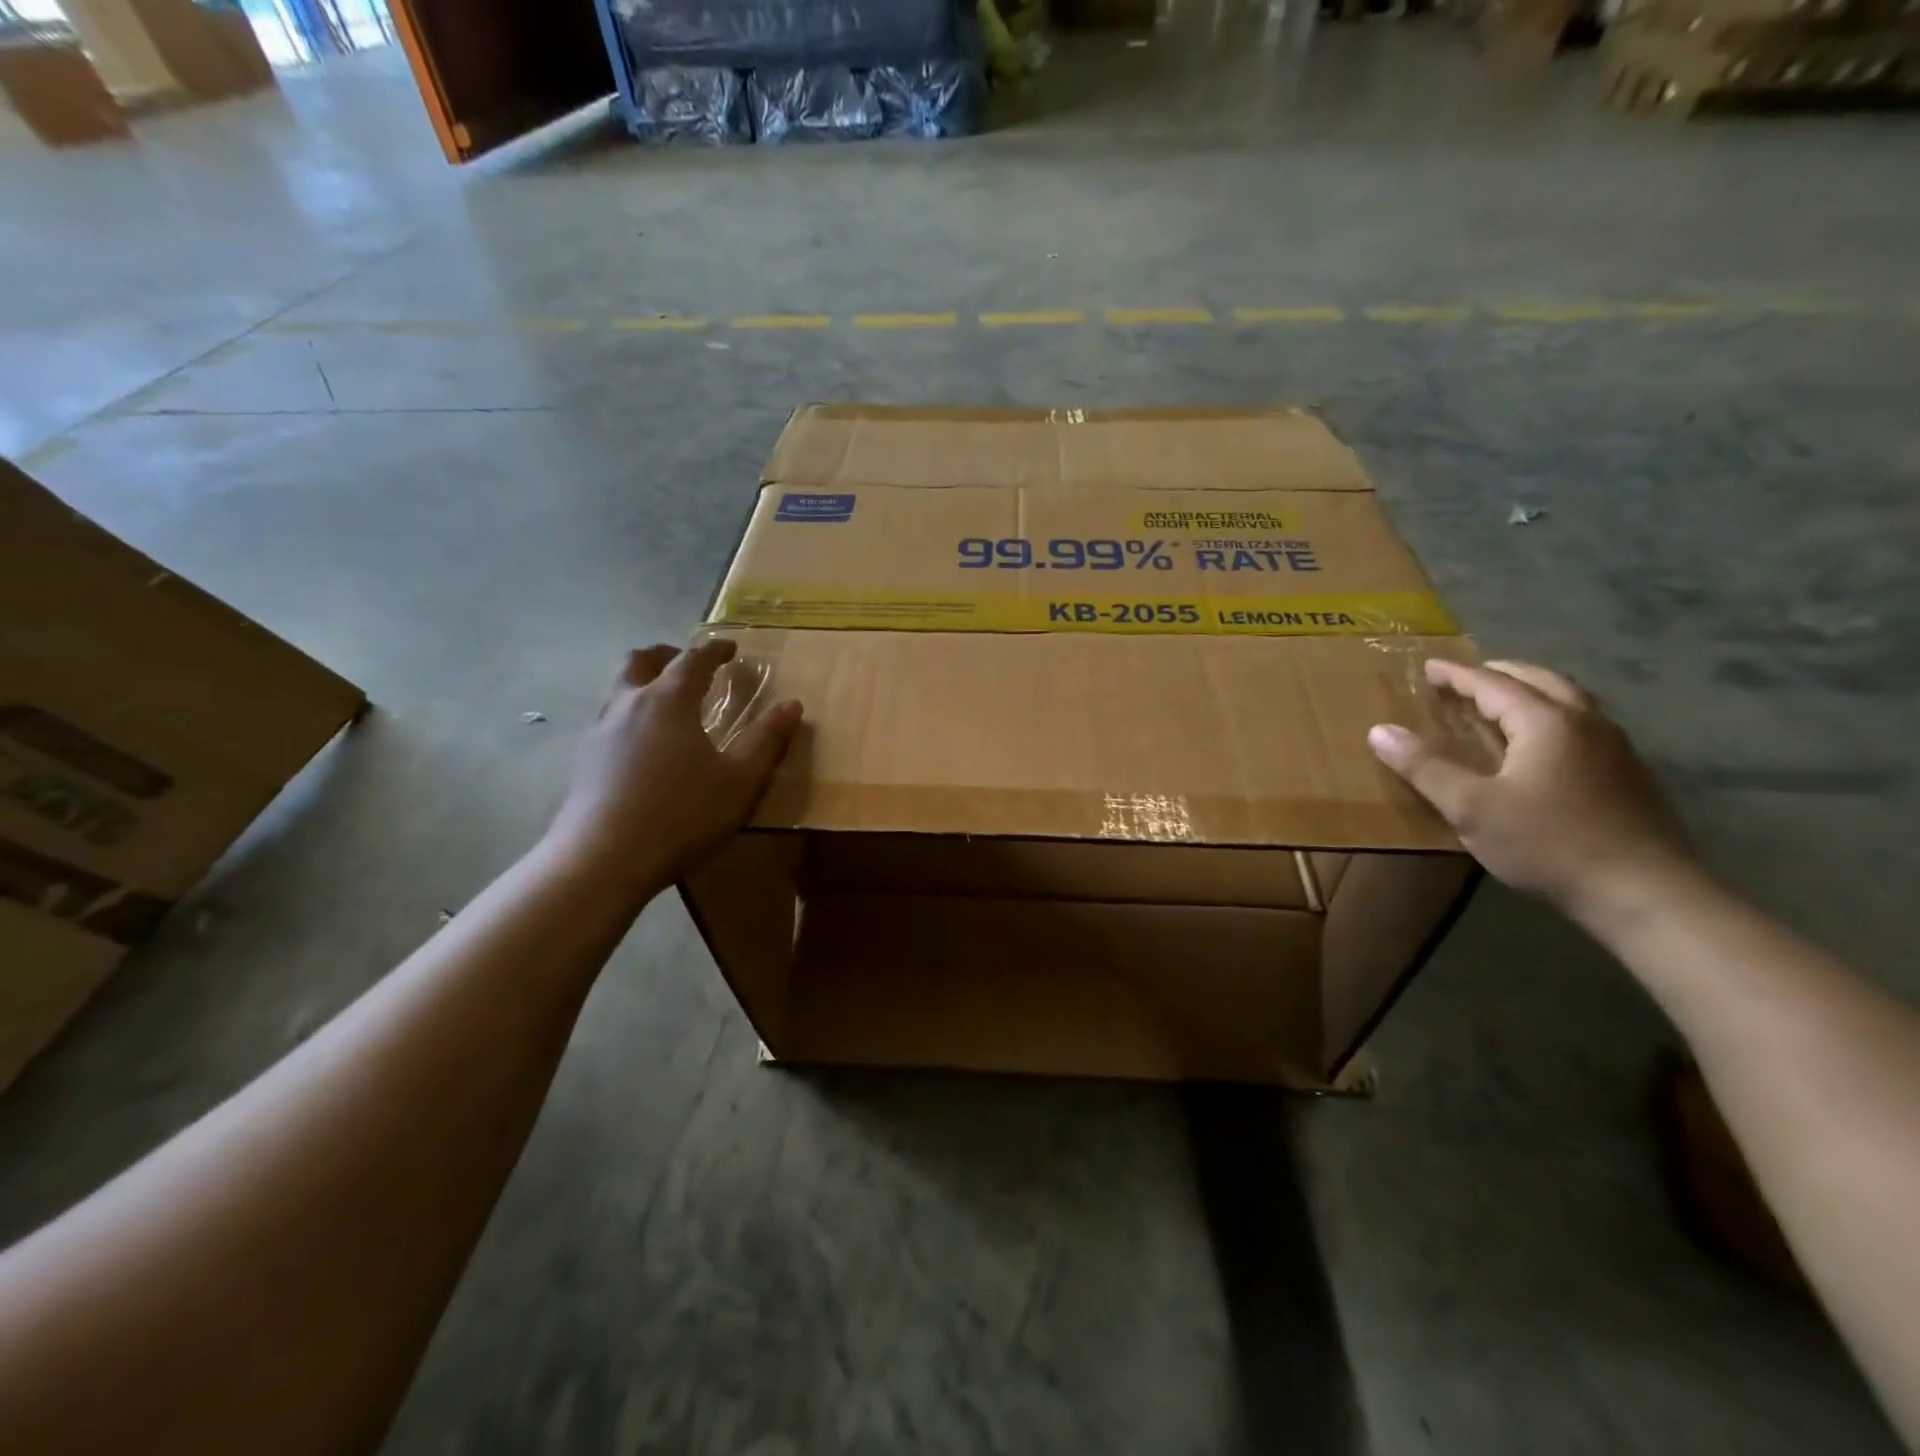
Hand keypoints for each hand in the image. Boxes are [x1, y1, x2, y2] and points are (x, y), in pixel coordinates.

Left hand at [544, 642, 801, 898]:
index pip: (694, 659)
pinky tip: (643, 747)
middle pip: (641, 661)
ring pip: (619, 689)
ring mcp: (600, 732)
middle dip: (667, 655)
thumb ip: (767, 740)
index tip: (730, 648)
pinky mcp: (584, 761)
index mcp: (669, 700)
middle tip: (687, 664)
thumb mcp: (740, 780)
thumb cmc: (681, 814)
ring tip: (667, 704)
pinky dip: (630, 715)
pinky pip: (609, 721)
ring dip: (643, 683)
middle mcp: (629, 704)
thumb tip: (792, 705)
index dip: (714, 650)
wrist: (603, 859)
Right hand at [1368, 659, 1696, 930]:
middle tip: (1467, 678)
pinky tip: (1540, 744)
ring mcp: (1614, 748)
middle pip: (1540, 681)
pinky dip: (1551, 717)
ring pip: (1568, 701)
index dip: (1457, 675)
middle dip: (1500, 674)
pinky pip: (1582, 726)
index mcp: (1546, 722)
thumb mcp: (1472, 808)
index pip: (1493, 683)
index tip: (1429, 667)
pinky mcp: (1628, 775)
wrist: (1646, 894)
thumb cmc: (1549, 844)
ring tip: (1501, 703)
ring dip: (1530, 692)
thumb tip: (1379, 731)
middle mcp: (1585, 723)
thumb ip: (1425, 767)